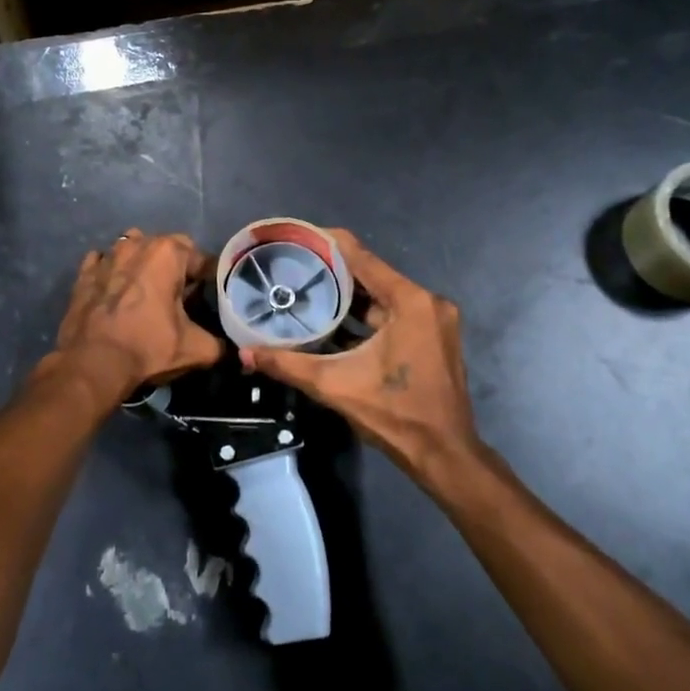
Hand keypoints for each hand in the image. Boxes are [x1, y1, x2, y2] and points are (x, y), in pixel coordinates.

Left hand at [48, 229, 221, 403]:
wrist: (92, 364)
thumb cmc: (147, 347)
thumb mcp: (197, 349)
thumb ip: (220, 343)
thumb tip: (229, 346)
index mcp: (168, 253)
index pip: (202, 259)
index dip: (209, 280)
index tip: (210, 299)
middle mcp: (137, 244)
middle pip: (168, 248)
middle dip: (177, 267)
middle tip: (181, 295)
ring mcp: (107, 256)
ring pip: (133, 249)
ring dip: (143, 263)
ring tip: (147, 290)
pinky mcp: (83, 274)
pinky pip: (103, 263)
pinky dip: (112, 272)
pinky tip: (115, 291)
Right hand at [240, 229, 487, 492]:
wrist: (444, 455)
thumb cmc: (395, 415)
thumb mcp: (336, 386)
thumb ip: (289, 365)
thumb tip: (245, 354)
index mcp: (410, 301)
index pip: (362, 257)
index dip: (327, 242)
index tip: (297, 235)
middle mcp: (427, 301)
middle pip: (372, 274)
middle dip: (333, 271)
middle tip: (294, 266)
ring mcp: (434, 319)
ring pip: (382, 296)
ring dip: (349, 295)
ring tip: (307, 287)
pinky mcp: (433, 336)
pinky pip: (394, 313)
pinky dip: (366, 315)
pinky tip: (334, 319)